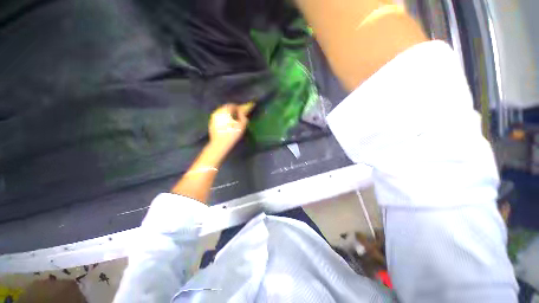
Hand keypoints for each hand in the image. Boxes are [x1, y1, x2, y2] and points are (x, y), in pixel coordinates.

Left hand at [208, 102, 253, 156]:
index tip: (242, 112)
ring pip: (222, 113)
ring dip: (227, 115)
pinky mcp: (211, 123)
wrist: (220, 144)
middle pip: (226, 108)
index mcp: (225, 110)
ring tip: (232, 121)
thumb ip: (243, 117)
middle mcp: (218, 111)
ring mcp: (213, 117)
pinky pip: (218, 118)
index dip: (238, 108)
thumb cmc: (232, 134)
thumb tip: (242, 113)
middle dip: (232, 111)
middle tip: (237, 117)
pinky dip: (223, 119)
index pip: (232, 105)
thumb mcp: (242, 125)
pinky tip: (226, 126)